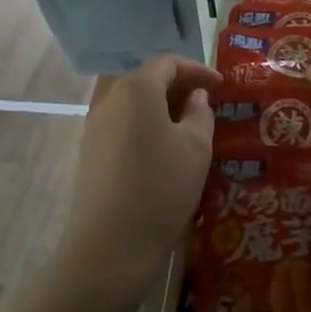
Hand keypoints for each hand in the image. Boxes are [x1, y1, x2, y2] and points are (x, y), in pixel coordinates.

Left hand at [56, 54, 220, 308]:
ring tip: (188, 127)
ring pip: (132, 103)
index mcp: (136, 89)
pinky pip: (122, 125)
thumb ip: (200, 113)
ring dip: (161, 107)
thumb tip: (195, 98)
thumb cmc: (161, 188)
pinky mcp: (90, 154)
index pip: (167, 63)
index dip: (197, 70)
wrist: (109, 248)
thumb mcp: (196, 147)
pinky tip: (164, 150)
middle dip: (178, 86)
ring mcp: (95, 128)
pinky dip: (145, 126)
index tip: (220, 86)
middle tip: (205, 103)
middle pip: (146, 79)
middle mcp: (110, 100)